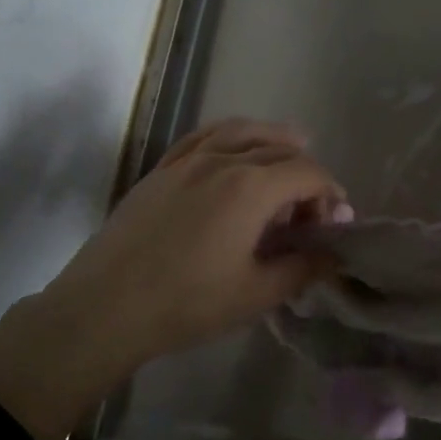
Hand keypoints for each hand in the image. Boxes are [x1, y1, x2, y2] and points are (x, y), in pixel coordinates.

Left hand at [0, 119, 347, 439]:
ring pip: (242, 132)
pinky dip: (230, 134)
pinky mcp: (161, 170)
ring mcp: (188, 161)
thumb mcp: (257, 294)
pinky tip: (236, 144)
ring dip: (273, 138)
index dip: (330, 193)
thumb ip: (303, 268)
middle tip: (310, 211)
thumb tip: (335, 254)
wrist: (105, 307)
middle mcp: (223, 161)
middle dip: (306, 174)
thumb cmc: (187, 303)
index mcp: (251, 187)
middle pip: (280, 151)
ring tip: (292, 144)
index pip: (308, 173)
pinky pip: (203, 136)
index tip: (334, 223)